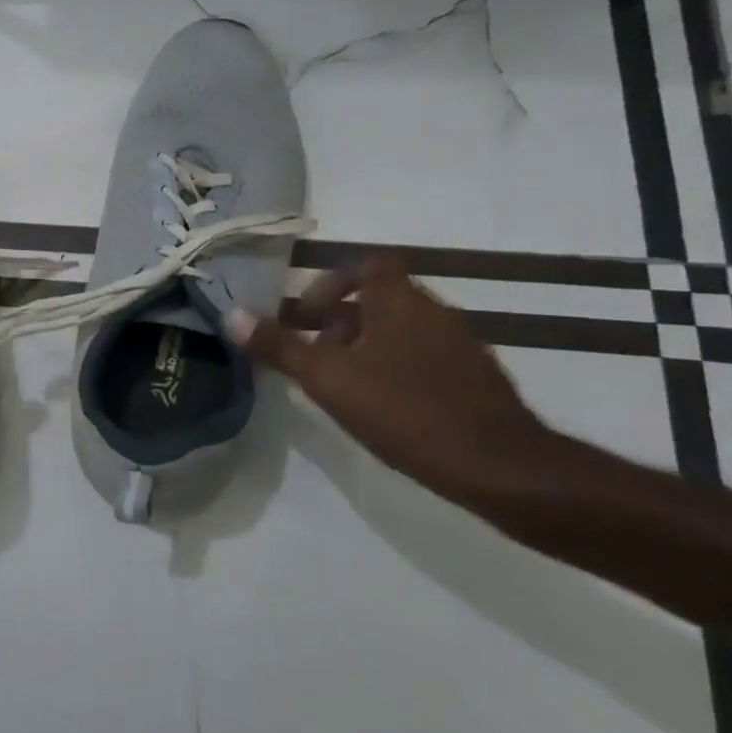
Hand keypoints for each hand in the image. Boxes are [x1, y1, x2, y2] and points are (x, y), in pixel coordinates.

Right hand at [224, 255, 553, 490]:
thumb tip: (231, 315)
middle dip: (340, 322)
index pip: (366, 265)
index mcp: (400, 300)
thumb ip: (280, 346)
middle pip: (379, 300)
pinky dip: (397, 369)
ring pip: (401, 331)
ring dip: (367, 347)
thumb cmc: (405, 410)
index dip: (331, 283)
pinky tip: (384, 408)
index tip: (307, 315)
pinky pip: (425, 358)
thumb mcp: (329, 379)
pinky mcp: (476, 379)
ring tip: (342, 385)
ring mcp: (461, 345)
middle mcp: (434, 312)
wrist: (500, 467)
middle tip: (314, 355)